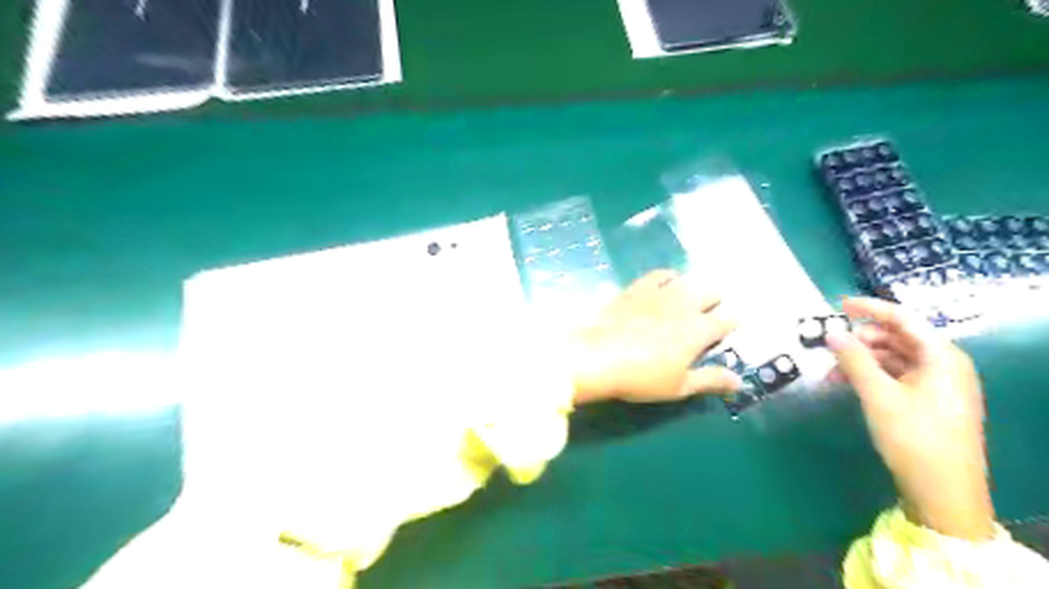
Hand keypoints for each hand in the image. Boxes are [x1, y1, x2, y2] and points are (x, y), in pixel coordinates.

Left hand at [573, 272, 734, 404]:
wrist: (598, 356)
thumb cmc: (641, 377)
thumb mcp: (679, 387)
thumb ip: (710, 380)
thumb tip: (739, 381)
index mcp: (699, 329)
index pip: (728, 319)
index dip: (730, 325)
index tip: (724, 333)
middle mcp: (684, 304)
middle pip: (711, 292)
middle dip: (714, 302)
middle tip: (705, 317)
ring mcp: (659, 292)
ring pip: (688, 279)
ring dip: (693, 288)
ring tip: (687, 300)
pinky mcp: (636, 287)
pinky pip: (659, 274)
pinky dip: (668, 278)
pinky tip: (664, 286)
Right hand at [828, 297, 992, 540]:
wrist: (943, 492)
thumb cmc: (914, 437)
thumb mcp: (878, 395)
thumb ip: (853, 359)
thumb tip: (831, 332)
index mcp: (942, 356)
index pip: (903, 319)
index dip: (869, 308)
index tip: (837, 305)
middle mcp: (943, 365)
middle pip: (896, 338)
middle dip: (859, 341)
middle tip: (828, 348)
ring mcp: (937, 384)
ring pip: (891, 359)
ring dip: (859, 362)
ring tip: (829, 375)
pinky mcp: (928, 401)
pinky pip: (894, 377)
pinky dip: (869, 377)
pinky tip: (844, 386)